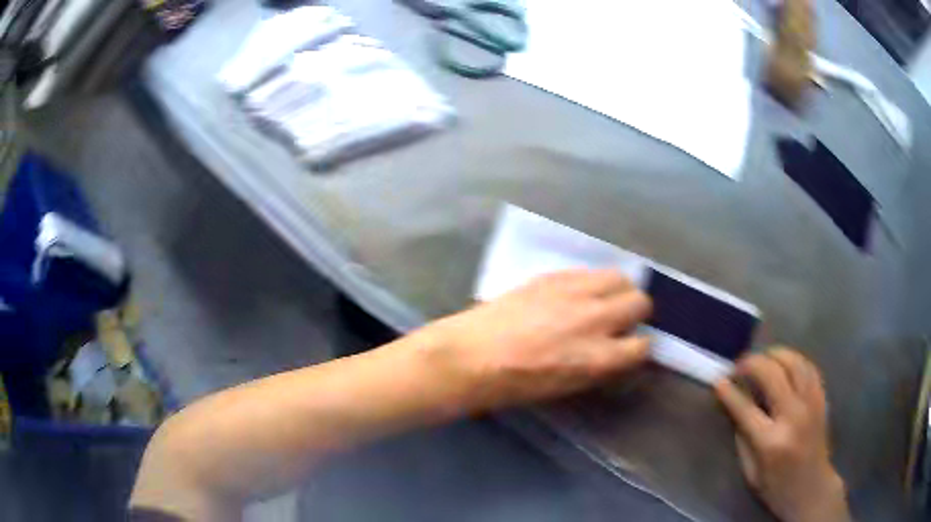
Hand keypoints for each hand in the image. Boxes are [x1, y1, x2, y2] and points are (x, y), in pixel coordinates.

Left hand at [423, 269, 651, 412]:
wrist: (471, 356)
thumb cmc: (514, 384)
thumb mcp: (566, 387)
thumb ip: (598, 366)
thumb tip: (615, 351)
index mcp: (598, 357)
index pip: (642, 345)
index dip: (637, 347)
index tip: (628, 347)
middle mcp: (594, 319)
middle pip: (640, 302)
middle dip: (635, 313)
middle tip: (619, 320)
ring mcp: (573, 293)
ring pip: (619, 277)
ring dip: (618, 290)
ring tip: (603, 300)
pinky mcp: (552, 276)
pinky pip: (587, 271)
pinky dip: (590, 282)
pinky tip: (576, 293)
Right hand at [714, 349, 850, 521]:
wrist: (811, 488)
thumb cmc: (776, 486)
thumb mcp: (751, 472)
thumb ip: (743, 437)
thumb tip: (735, 407)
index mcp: (771, 441)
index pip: (746, 408)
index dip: (729, 392)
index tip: (719, 380)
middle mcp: (793, 416)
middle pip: (773, 374)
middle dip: (752, 363)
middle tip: (739, 364)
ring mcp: (811, 403)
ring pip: (794, 362)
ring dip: (775, 354)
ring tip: (762, 358)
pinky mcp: (821, 398)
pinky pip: (809, 367)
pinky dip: (794, 359)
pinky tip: (784, 362)